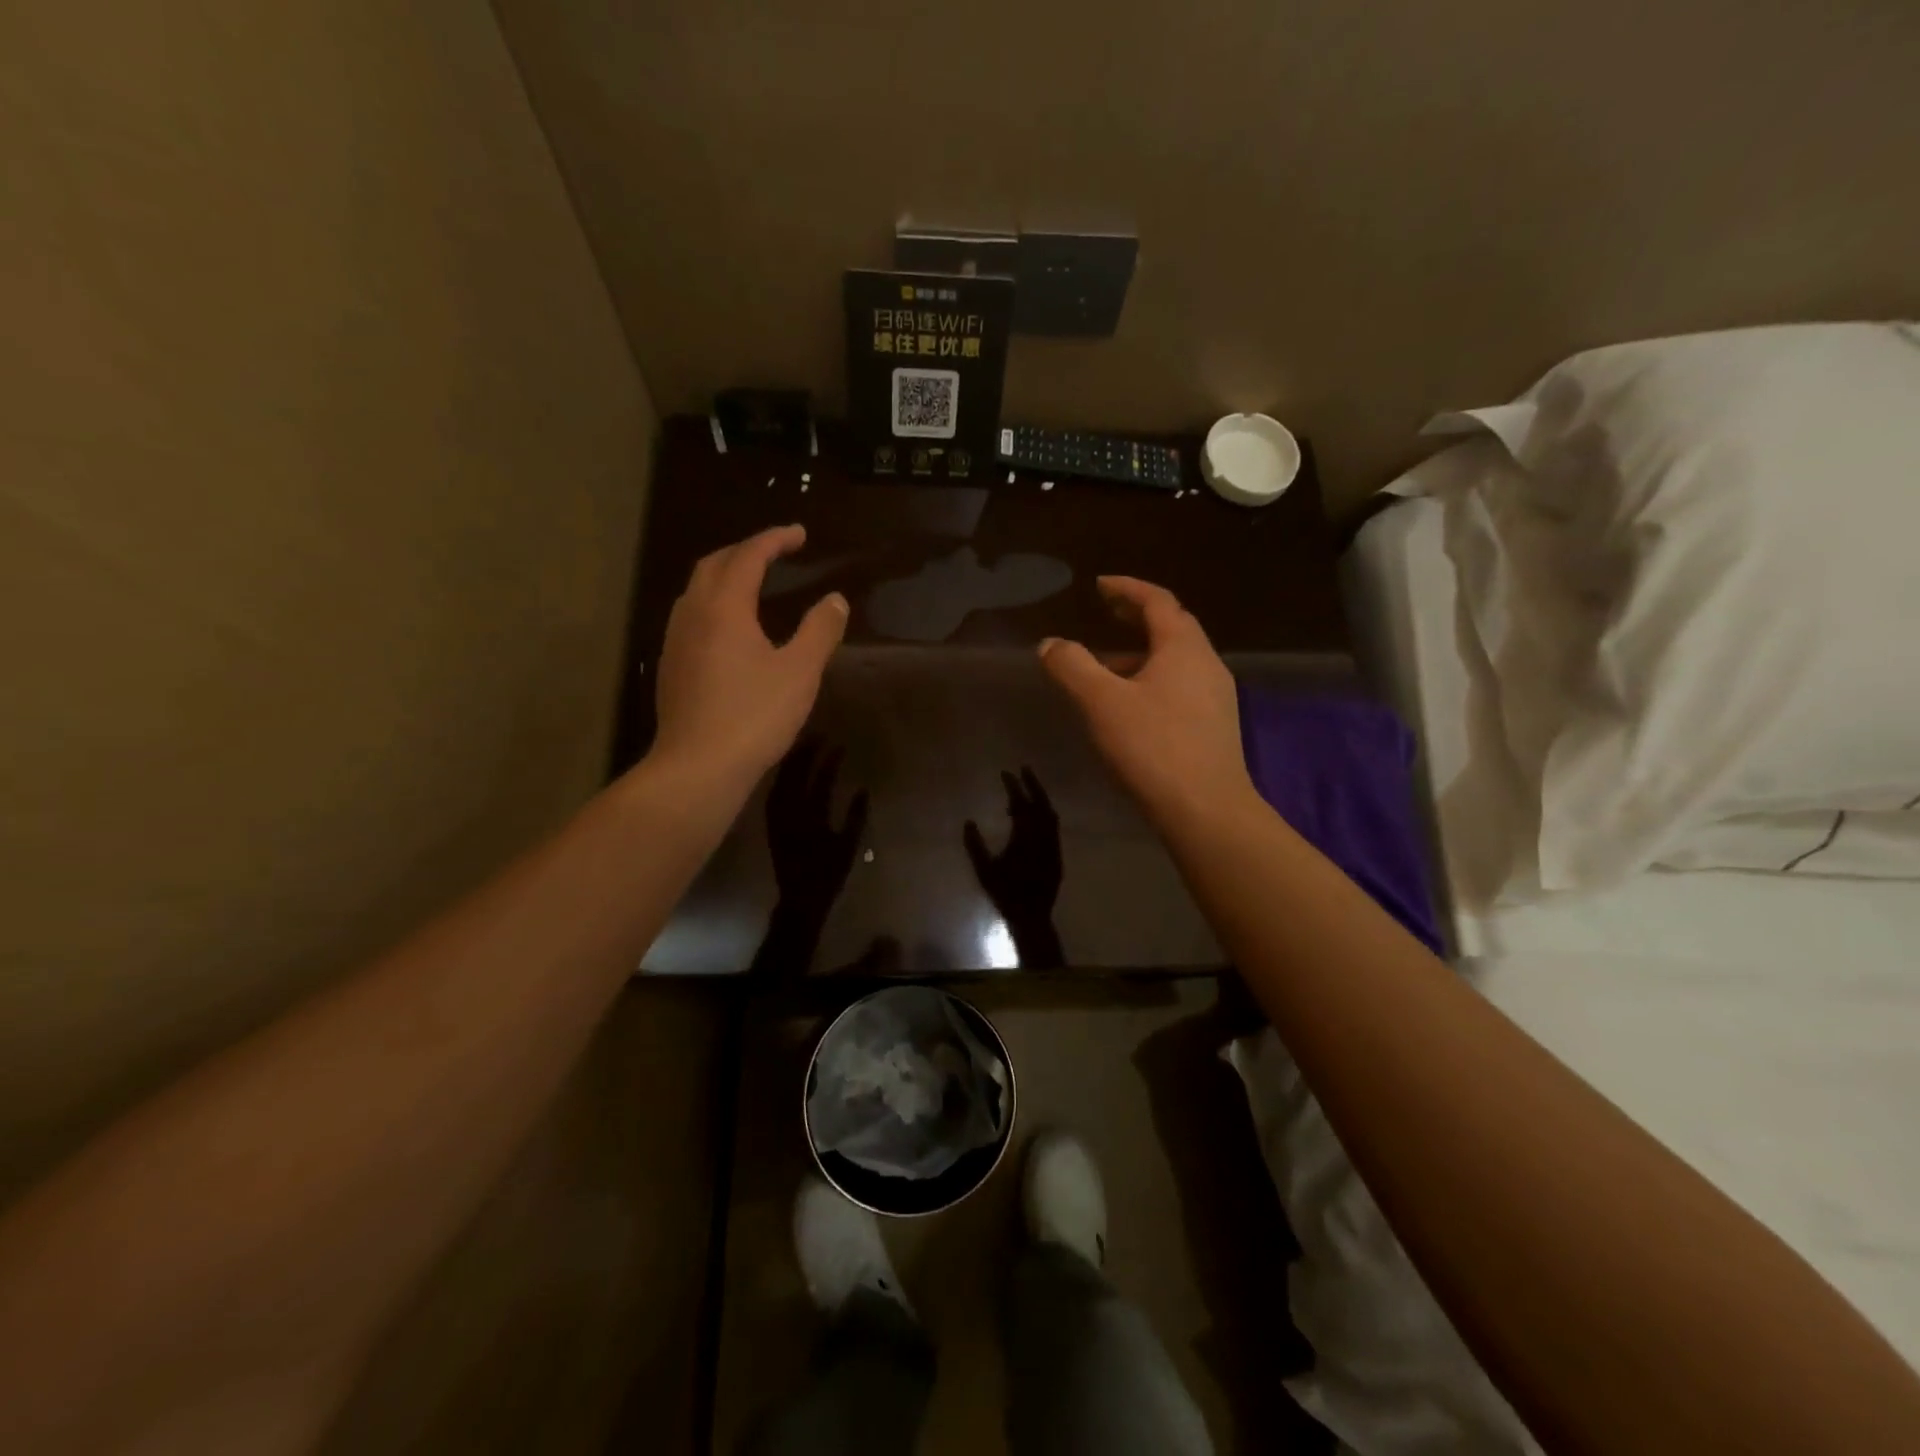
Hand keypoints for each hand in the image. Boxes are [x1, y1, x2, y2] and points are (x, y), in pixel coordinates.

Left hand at [651, 525, 848, 796]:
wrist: (697, 767)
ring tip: (753, 583)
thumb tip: (835, 600)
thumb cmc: (753, 716)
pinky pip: (692, 616)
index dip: (774, 540)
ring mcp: (676, 641)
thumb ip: (820, 631)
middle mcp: (692, 614)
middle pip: (714, 564)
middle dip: (745, 551)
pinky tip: (730, 629)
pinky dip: (714, 604)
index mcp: (723, 607)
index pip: (748, 556)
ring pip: (697, 590)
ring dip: (725, 576)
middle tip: (775, 553)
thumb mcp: (799, 672)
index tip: (799, 534)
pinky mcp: (671, 667)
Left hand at [766, 737, 867, 921]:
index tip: (838, 745)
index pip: (820, 780)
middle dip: (805, 752)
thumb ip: (856, 817)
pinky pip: (773, 792)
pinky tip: (787, 769)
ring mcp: (776, 817)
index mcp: (811, 817)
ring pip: (781, 780)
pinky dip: (781, 777)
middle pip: (795, 774)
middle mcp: (790, 813)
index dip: (829, 761)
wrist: (798, 899)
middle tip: (818, 736)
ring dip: (791, 761)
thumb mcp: (848, 846)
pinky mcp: (770, 823)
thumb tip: (862, 790)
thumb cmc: (828, 875)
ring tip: (802, 745)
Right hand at [964, 769, 1065, 968]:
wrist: (1031, 916)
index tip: (1005, 773)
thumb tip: (968, 822)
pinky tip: (1034, 817)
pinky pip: (1053, 827)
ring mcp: (1054, 846)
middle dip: (1033, 784)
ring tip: (1027, 791)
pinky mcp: (1058, 855)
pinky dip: (1044, 815)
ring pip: (1051, 815)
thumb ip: (975, 845)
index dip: (1013, 787)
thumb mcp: (984, 870)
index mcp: (1025, 838)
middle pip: (1041, 804)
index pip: (1020, 804)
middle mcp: (1043, 838)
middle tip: (1023, 769)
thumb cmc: (1005, 894)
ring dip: (1040, 799)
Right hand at [1038, 576, 1255, 831]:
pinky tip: (1131, 706)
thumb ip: (1072, 666)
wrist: (1206, 810)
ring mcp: (1216, 697)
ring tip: (1106, 665)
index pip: (1158, 601)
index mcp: (1184, 648)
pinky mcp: (1214, 727)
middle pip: (1173, 627)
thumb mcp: (1101, 702)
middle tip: (1107, 613)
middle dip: (1138, 616)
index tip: (1100, 585)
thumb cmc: (1153, 747)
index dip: (1127, 588)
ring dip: (1142, 653)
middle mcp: (1207, 664)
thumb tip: (1050, 644)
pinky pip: (1180, 687)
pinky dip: (1152, 679)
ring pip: (1176, 661)